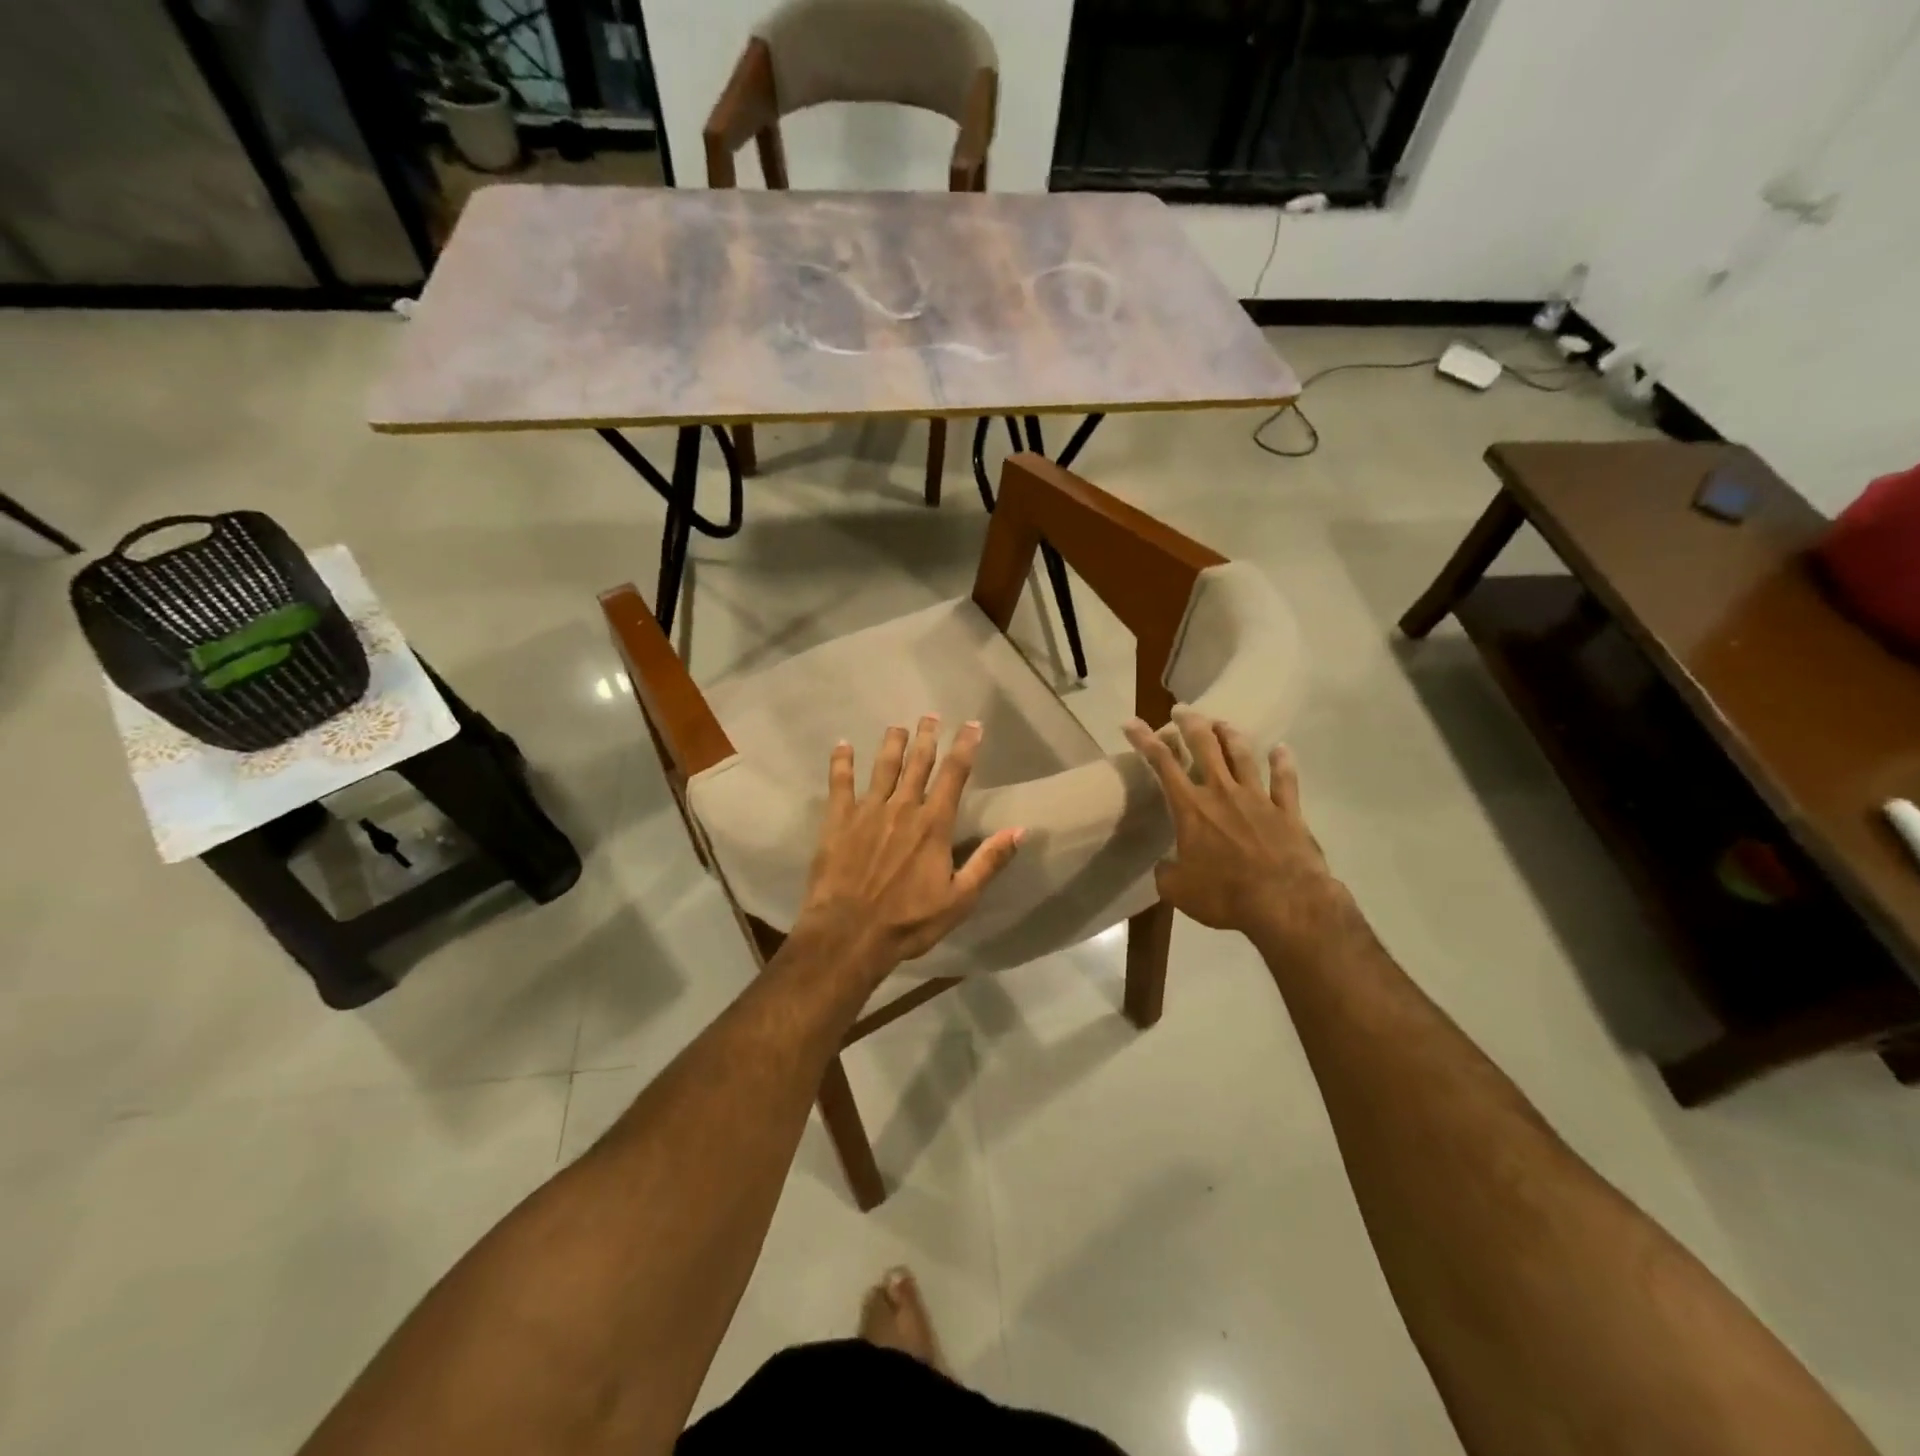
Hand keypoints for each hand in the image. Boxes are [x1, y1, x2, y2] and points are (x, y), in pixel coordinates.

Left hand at [791, 716, 1022, 980]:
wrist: (849, 934)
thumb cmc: (908, 921)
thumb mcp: (959, 899)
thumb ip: (989, 861)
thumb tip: (1020, 830)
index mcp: (933, 824)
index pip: (954, 775)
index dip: (965, 746)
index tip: (972, 725)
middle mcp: (902, 807)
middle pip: (918, 763)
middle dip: (927, 737)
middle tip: (930, 715)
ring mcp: (868, 811)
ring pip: (883, 767)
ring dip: (892, 743)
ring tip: (898, 726)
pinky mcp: (838, 820)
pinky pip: (840, 783)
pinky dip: (842, 762)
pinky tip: (842, 745)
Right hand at [1123, 709, 1347, 955]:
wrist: (1285, 903)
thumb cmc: (1224, 895)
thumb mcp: (1178, 891)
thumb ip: (1166, 872)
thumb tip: (1165, 866)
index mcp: (1191, 808)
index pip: (1162, 764)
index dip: (1144, 740)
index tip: (1131, 722)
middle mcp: (1222, 793)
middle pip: (1205, 746)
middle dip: (1190, 724)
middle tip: (1182, 710)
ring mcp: (1258, 798)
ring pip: (1242, 755)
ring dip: (1230, 735)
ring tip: (1222, 722)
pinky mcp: (1287, 811)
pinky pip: (1285, 780)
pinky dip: (1283, 762)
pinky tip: (1282, 749)